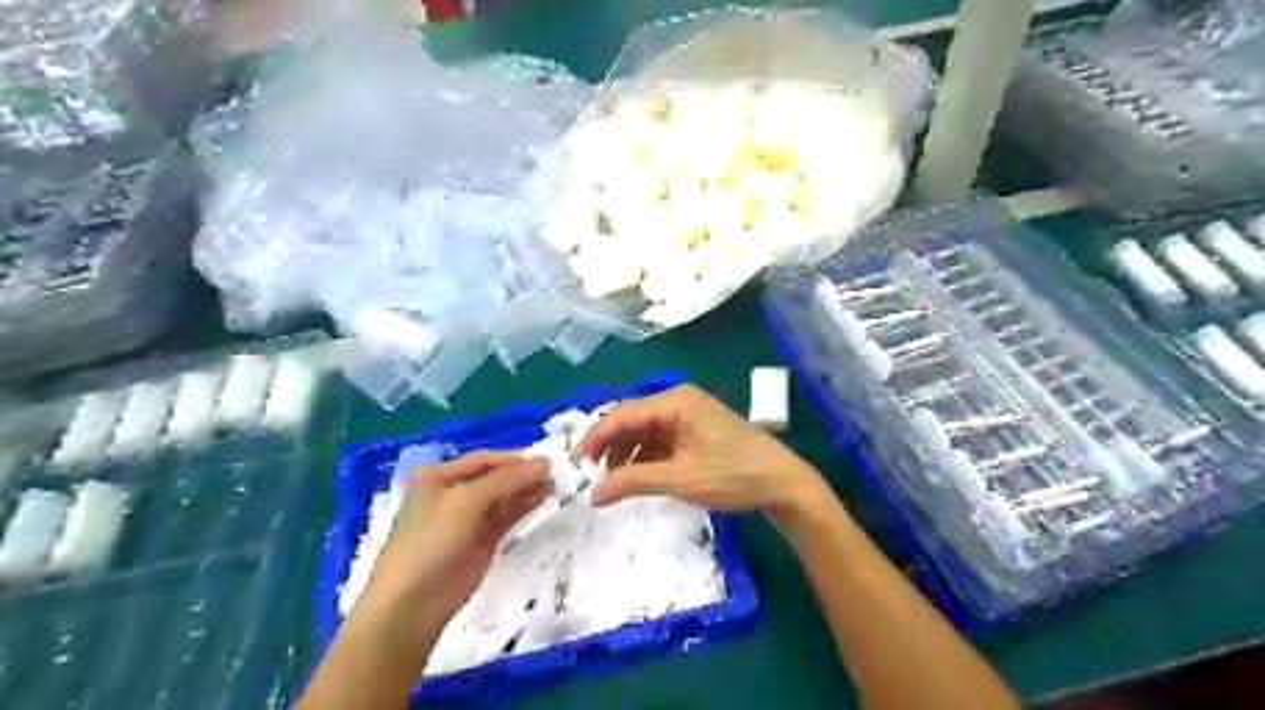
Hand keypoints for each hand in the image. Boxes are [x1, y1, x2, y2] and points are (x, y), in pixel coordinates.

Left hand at [358, 451, 552, 629]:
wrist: (414, 602)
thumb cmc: (432, 540)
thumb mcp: (467, 500)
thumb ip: (507, 480)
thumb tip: (544, 464)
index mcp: (438, 476)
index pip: (483, 460)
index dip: (514, 459)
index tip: (546, 458)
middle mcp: (452, 492)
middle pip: (495, 476)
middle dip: (523, 473)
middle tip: (557, 471)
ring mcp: (468, 518)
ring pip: (503, 496)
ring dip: (527, 488)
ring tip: (556, 483)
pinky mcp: (482, 540)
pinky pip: (506, 516)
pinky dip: (524, 506)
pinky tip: (543, 498)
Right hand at [575, 381, 830, 515]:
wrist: (782, 482)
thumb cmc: (733, 475)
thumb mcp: (679, 478)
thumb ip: (632, 481)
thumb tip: (592, 494)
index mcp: (675, 402)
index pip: (622, 415)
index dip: (595, 439)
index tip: (574, 464)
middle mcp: (678, 401)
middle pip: (631, 420)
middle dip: (609, 446)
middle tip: (590, 475)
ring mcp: (688, 416)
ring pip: (644, 431)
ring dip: (626, 454)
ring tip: (612, 481)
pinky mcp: (695, 431)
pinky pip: (659, 439)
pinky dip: (644, 457)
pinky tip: (636, 476)